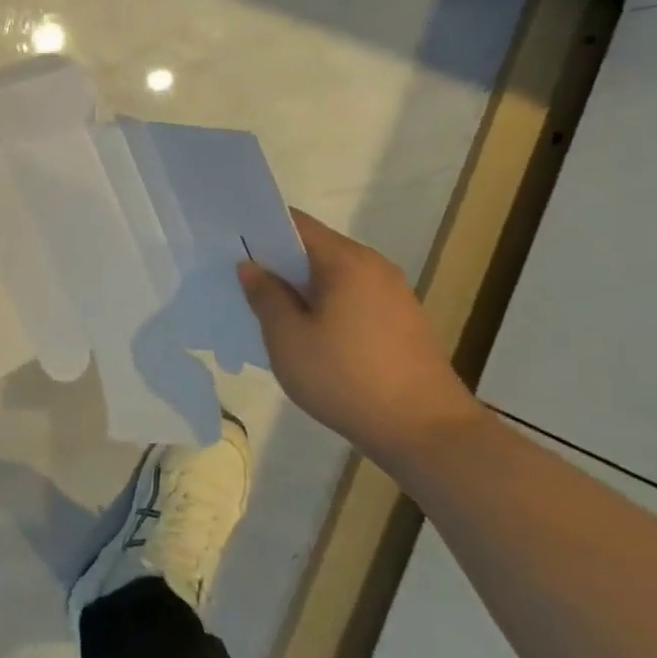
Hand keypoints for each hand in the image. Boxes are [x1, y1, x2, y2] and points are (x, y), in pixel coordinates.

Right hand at [238, 209, 480, 468]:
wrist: (428, 433)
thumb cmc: (347, 379)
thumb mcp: (288, 339)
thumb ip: (266, 296)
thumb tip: (250, 266)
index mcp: (346, 261)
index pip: (294, 224)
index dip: (258, 229)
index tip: (228, 244)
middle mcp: (373, 266)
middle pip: (314, 247)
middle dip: (277, 260)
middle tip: (239, 280)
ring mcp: (393, 293)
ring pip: (333, 274)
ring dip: (300, 285)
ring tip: (268, 310)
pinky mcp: (402, 320)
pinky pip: (351, 296)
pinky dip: (325, 303)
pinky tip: (307, 332)